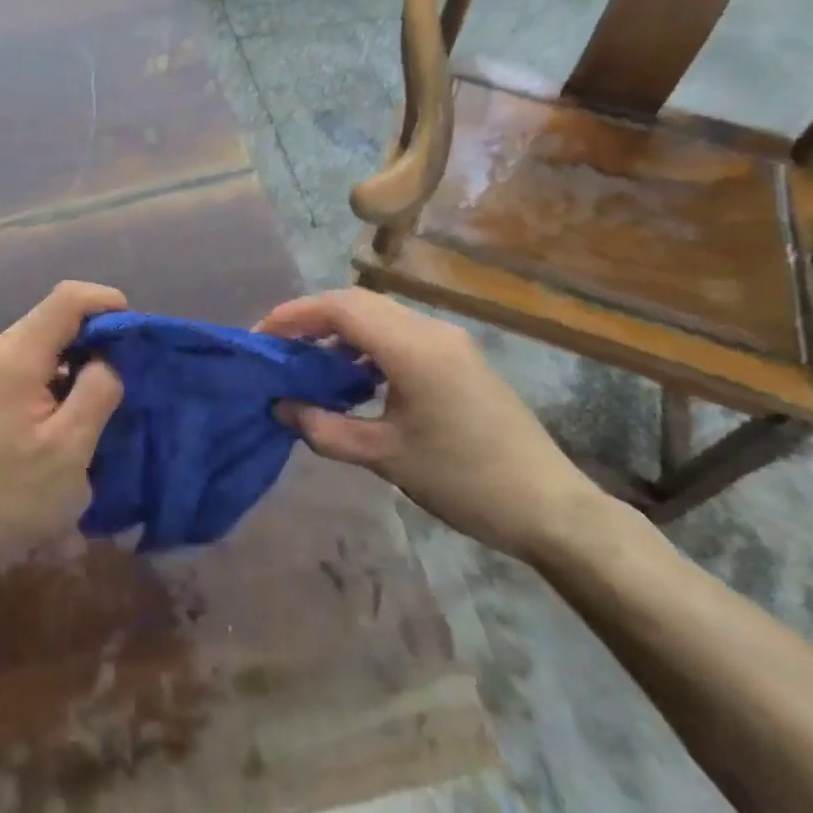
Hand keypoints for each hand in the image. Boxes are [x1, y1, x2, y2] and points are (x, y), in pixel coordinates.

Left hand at [0, 281, 127, 555]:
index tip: (136, 334)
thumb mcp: (70, 447)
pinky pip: (35, 361)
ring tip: (108, 391)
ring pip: (47, 339)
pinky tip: (75, 406)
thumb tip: (109, 360)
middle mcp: (0, 348)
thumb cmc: (12, 493)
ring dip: (82, 355)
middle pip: (57, 315)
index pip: (68, 298)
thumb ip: (98, 391)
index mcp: (17, 354)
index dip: (107, 302)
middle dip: (98, 332)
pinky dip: (63, 371)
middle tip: (129, 368)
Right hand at [260, 289, 604, 561]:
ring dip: (339, 331)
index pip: (340, 308)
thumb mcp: (385, 457)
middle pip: (357, 303)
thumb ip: (324, 428)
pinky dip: (366, 345)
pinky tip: (352, 377)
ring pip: (379, 317)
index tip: (260, 337)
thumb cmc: (464, 481)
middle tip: (277, 348)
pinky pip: (399, 335)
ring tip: (308, 363)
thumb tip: (280, 407)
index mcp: (413, 347)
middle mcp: (431, 330)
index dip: (294, 316)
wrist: (551, 508)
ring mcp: (449, 342)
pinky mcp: (459, 358)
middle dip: (311, 319)